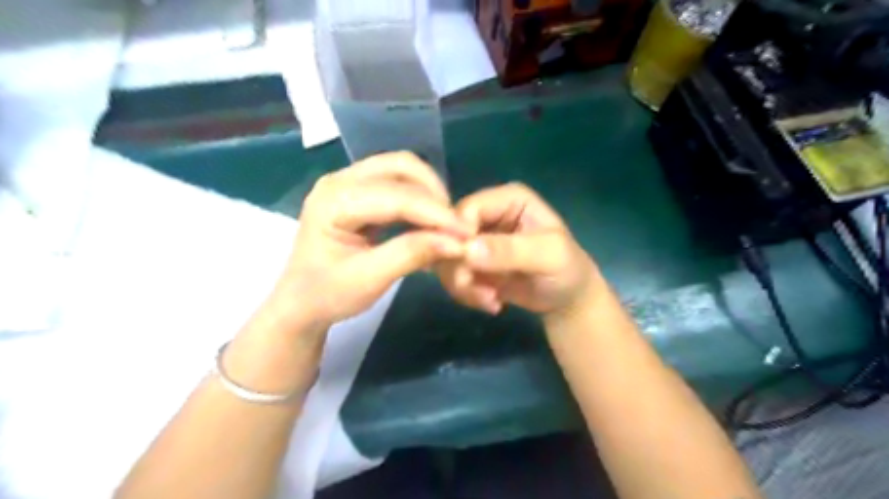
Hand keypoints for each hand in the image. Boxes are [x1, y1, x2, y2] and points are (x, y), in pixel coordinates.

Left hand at [270, 152, 475, 330]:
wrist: (300, 302)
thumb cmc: (327, 295)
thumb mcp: (368, 280)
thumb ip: (410, 255)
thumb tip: (456, 242)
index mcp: (333, 201)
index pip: (395, 197)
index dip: (435, 213)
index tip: (467, 232)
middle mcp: (340, 180)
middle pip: (400, 166)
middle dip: (434, 193)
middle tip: (455, 226)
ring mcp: (348, 181)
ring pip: (401, 169)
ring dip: (429, 192)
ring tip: (445, 223)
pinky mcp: (358, 190)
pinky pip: (397, 181)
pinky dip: (419, 197)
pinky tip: (429, 219)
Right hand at [437, 181, 599, 317]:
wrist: (567, 299)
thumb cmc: (566, 269)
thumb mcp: (548, 256)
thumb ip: (510, 250)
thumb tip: (468, 250)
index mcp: (507, 199)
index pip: (467, 208)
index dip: (459, 234)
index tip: (467, 263)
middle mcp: (487, 215)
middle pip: (449, 234)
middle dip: (459, 267)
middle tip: (482, 293)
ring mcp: (476, 240)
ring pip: (446, 257)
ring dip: (463, 285)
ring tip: (491, 301)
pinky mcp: (470, 263)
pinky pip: (451, 275)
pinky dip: (466, 293)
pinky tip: (491, 302)